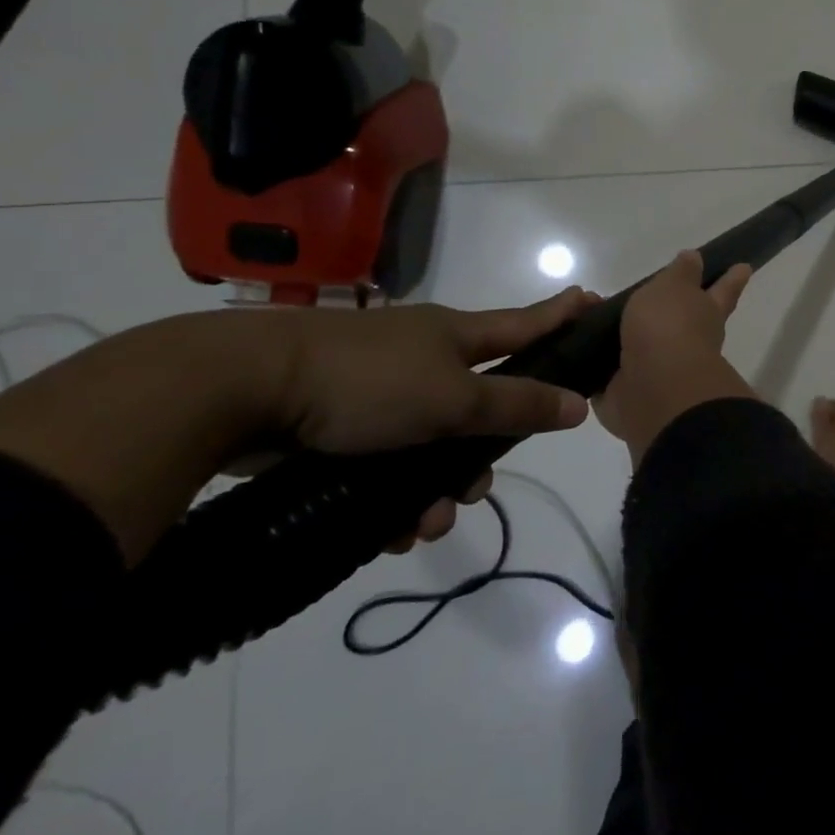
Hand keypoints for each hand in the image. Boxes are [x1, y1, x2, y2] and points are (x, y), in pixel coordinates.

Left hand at [0, 289, 597, 564]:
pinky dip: (395, 497)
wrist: (239, 391)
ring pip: (431, 445)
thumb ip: (518, 404)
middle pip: (479, 404)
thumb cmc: (366, 382)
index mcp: (455, 336)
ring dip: (437, 489)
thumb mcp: (453, 399)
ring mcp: (379, 390)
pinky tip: (391, 532)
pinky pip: (387, 464)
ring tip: (427, 525)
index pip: (526, 322)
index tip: (594, 302)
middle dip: (485, 453)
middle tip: (479, 490)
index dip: (562, 315)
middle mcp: (423, 357)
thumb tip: (580, 404)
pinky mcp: (339, 423)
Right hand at [594, 250, 757, 465]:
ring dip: (625, 336)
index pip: (722, 289)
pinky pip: (609, 372)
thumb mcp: (674, 287)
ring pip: (644, 346)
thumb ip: (681, 273)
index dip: (731, 278)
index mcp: (706, 313)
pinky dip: (597, 364)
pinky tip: (581, 352)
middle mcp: (688, 342)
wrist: (654, 389)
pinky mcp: (627, 391)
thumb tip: (696, 258)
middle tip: (661, 296)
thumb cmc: (669, 328)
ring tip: (599, 319)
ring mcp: (659, 369)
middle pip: (685, 321)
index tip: (744, 267)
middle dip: (677, 312)